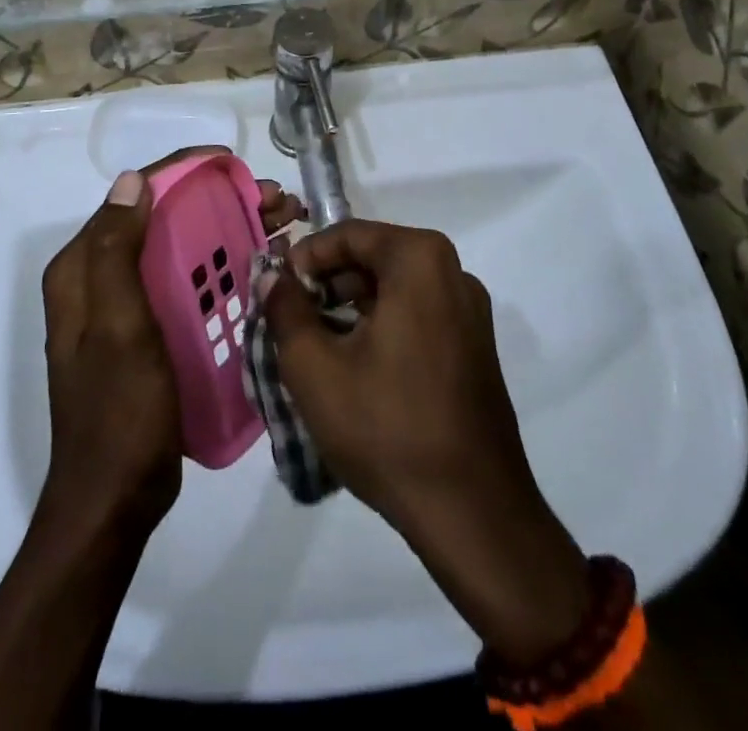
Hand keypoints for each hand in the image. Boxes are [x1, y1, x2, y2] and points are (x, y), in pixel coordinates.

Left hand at [39, 148, 303, 537]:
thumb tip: (131, 180)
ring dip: (228, 229)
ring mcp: (126, 306)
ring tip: (282, 222)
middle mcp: (100, 279)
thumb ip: (116, 252)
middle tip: (274, 199)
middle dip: (218, 201)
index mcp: (82, 269)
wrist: (115, 499)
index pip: (132, 197)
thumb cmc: (120, 410)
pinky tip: (264, 263)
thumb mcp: (118, 328)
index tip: (231, 164)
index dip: (181, 173)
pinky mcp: (150, 331)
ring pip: (180, 248)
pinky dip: (223, 265)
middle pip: (162, 220)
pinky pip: (187, 281)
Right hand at [263, 221, 595, 667]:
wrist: (473, 513)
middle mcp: (453, 272)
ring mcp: (471, 311)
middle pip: (375, 257)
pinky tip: (358, 368)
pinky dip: (384, 325)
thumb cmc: (387, 427)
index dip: (306, 258)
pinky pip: (420, 314)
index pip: (348, 235)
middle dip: (329, 283)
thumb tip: (271, 278)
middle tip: (294, 321)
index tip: (279, 293)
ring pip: (396, 287)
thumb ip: (285, 310)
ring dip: (353, 306)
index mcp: (420, 260)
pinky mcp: (476, 347)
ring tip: (319, 347)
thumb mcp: (314, 367)